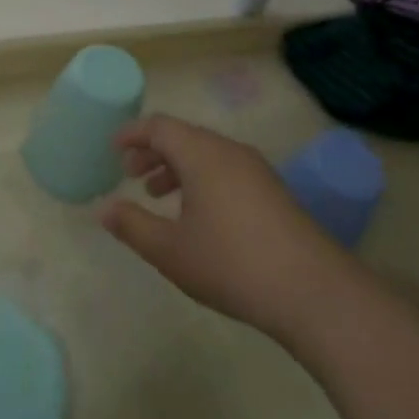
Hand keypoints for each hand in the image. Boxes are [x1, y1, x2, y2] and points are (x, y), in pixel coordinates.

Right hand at [99, 115, 344, 343]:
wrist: (313, 292)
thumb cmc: (232, 264)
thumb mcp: (171, 250)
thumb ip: (133, 226)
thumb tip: (104, 209)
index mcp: (201, 154)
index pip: (160, 126)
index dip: (133, 134)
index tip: (113, 147)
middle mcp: (229, 151)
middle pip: (184, 137)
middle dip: (153, 151)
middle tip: (130, 173)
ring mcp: (256, 170)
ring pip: (206, 154)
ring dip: (178, 167)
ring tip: (158, 194)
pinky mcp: (273, 192)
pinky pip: (226, 170)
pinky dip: (201, 178)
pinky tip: (198, 215)